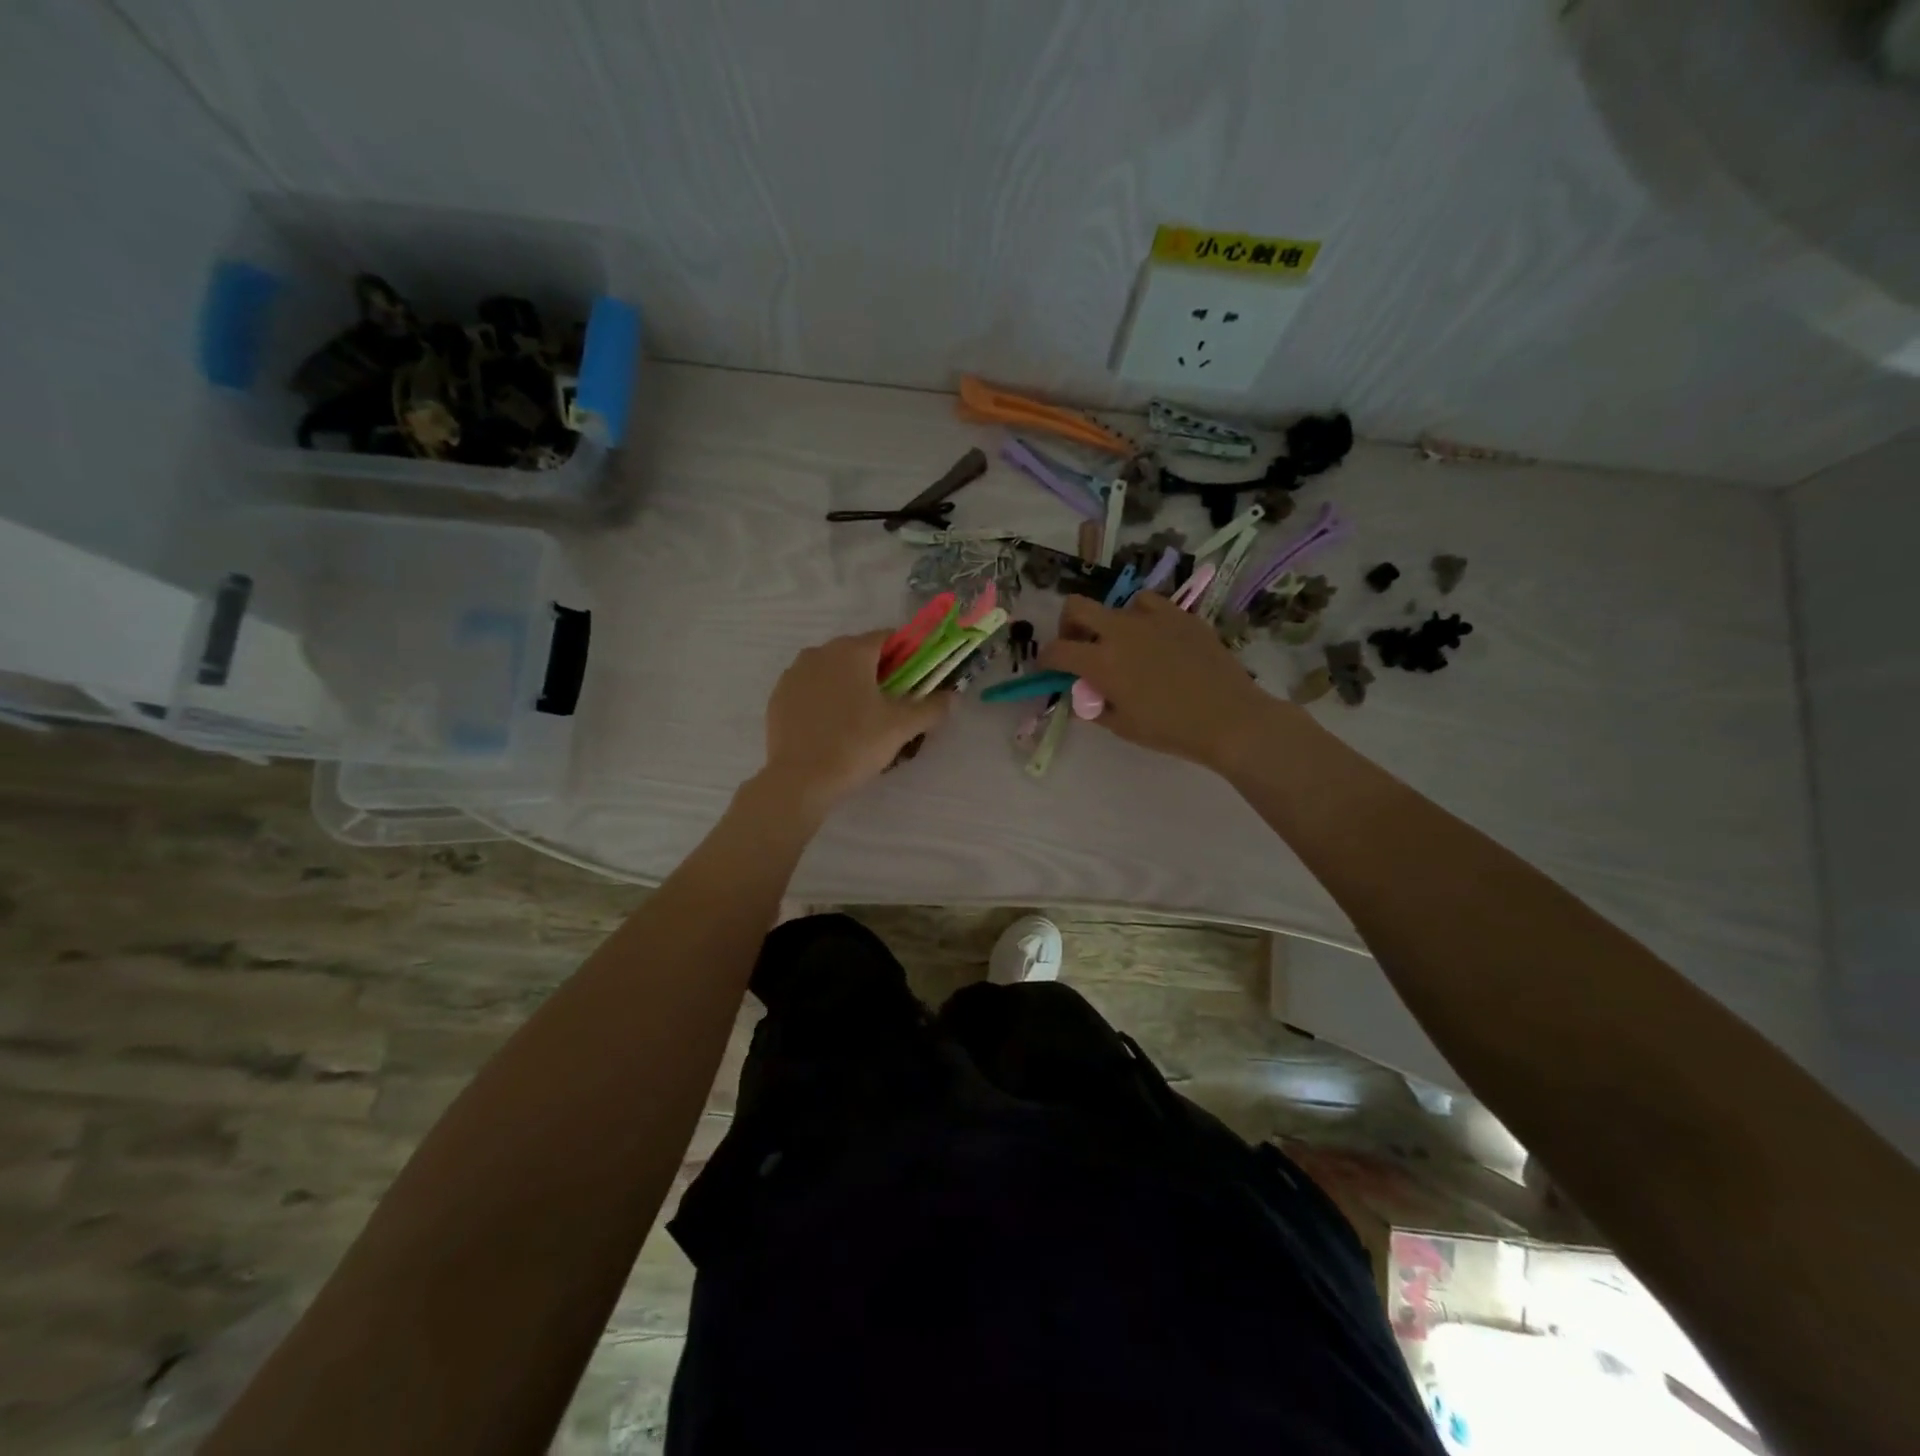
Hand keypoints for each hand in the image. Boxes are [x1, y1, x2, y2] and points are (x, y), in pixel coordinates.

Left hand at [758, 630, 953, 813]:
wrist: (799, 780)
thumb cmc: (855, 744)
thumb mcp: (901, 727)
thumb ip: (931, 707)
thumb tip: (952, 697)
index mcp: (851, 651)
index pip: (888, 637)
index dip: (907, 655)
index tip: (916, 678)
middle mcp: (820, 652)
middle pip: (858, 653)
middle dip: (878, 671)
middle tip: (892, 703)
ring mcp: (794, 673)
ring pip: (832, 670)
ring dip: (849, 684)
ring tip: (861, 718)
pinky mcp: (778, 696)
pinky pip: (810, 689)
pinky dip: (825, 699)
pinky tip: (833, 726)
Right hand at [1037, 593, 1281, 770]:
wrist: (1229, 718)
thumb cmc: (1170, 729)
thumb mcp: (1122, 726)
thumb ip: (1093, 706)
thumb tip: (1081, 694)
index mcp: (1101, 661)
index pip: (1056, 650)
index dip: (1045, 660)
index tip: (1049, 668)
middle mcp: (1121, 631)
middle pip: (1076, 607)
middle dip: (1068, 626)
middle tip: (1078, 647)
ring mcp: (1152, 618)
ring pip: (1116, 605)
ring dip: (1109, 624)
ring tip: (1124, 647)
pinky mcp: (1181, 615)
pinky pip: (1149, 605)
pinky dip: (1141, 618)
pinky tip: (1153, 637)